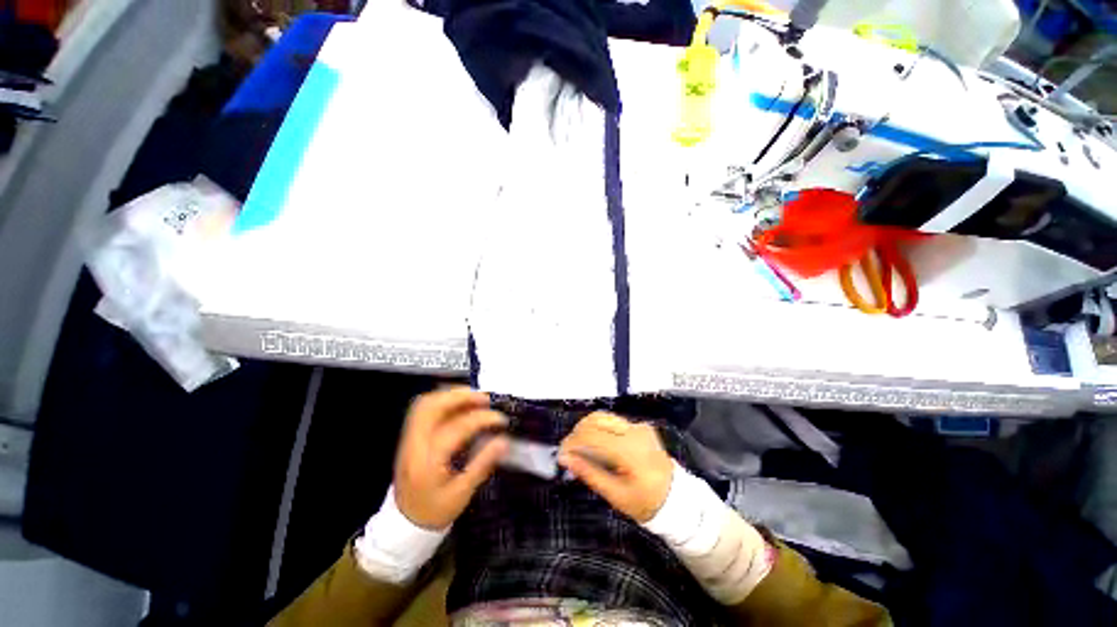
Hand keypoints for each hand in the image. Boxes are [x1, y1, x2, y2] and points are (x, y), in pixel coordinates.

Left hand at [394, 387, 508, 529]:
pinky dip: (441, 400)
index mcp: (428, 461)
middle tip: (485, 399)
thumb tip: (504, 441)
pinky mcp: (409, 436)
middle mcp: (414, 444)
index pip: (456, 428)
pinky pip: (422, 409)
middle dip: (461, 396)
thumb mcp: (462, 493)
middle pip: (433, 407)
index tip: (501, 419)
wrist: (404, 524)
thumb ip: (482, 464)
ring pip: (425, 404)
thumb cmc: (435, 511)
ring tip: (473, 397)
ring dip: (450, 395)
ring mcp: (408, 438)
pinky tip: (458, 403)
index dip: (481, 419)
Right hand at [558, 412, 674, 522]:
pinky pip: (614, 422)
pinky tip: (597, 445)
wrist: (677, 497)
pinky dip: (600, 430)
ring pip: (604, 417)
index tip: (562, 453)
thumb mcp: (616, 495)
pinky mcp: (641, 426)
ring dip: (588, 428)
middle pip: (597, 419)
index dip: (573, 441)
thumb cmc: (646, 502)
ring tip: (580, 446)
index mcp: (629, 450)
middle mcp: (634, 431)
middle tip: (569, 449)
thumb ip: (589, 473)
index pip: (593, 435)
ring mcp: (639, 426)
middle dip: (578, 431)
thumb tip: (565, 458)